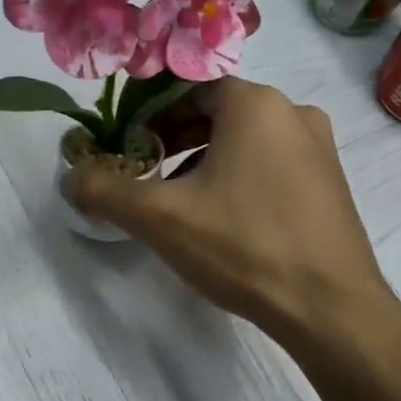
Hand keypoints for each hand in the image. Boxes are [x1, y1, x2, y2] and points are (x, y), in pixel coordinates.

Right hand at [64, 79, 395, 350]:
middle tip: (146, 175)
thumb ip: (105, 191)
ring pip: (244, 141)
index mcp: (255, 105)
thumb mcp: (160, 217)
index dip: (149, 115)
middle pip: (216, 114)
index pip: (188, 90)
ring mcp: (319, 149)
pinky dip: (238, 178)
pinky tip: (223, 220)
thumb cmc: (244, 246)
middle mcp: (293, 113)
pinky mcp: (330, 183)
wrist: (332, 309)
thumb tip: (69, 177)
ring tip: (179, 201)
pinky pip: (271, 164)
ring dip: (203, 161)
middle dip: (173, 140)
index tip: (127, 148)